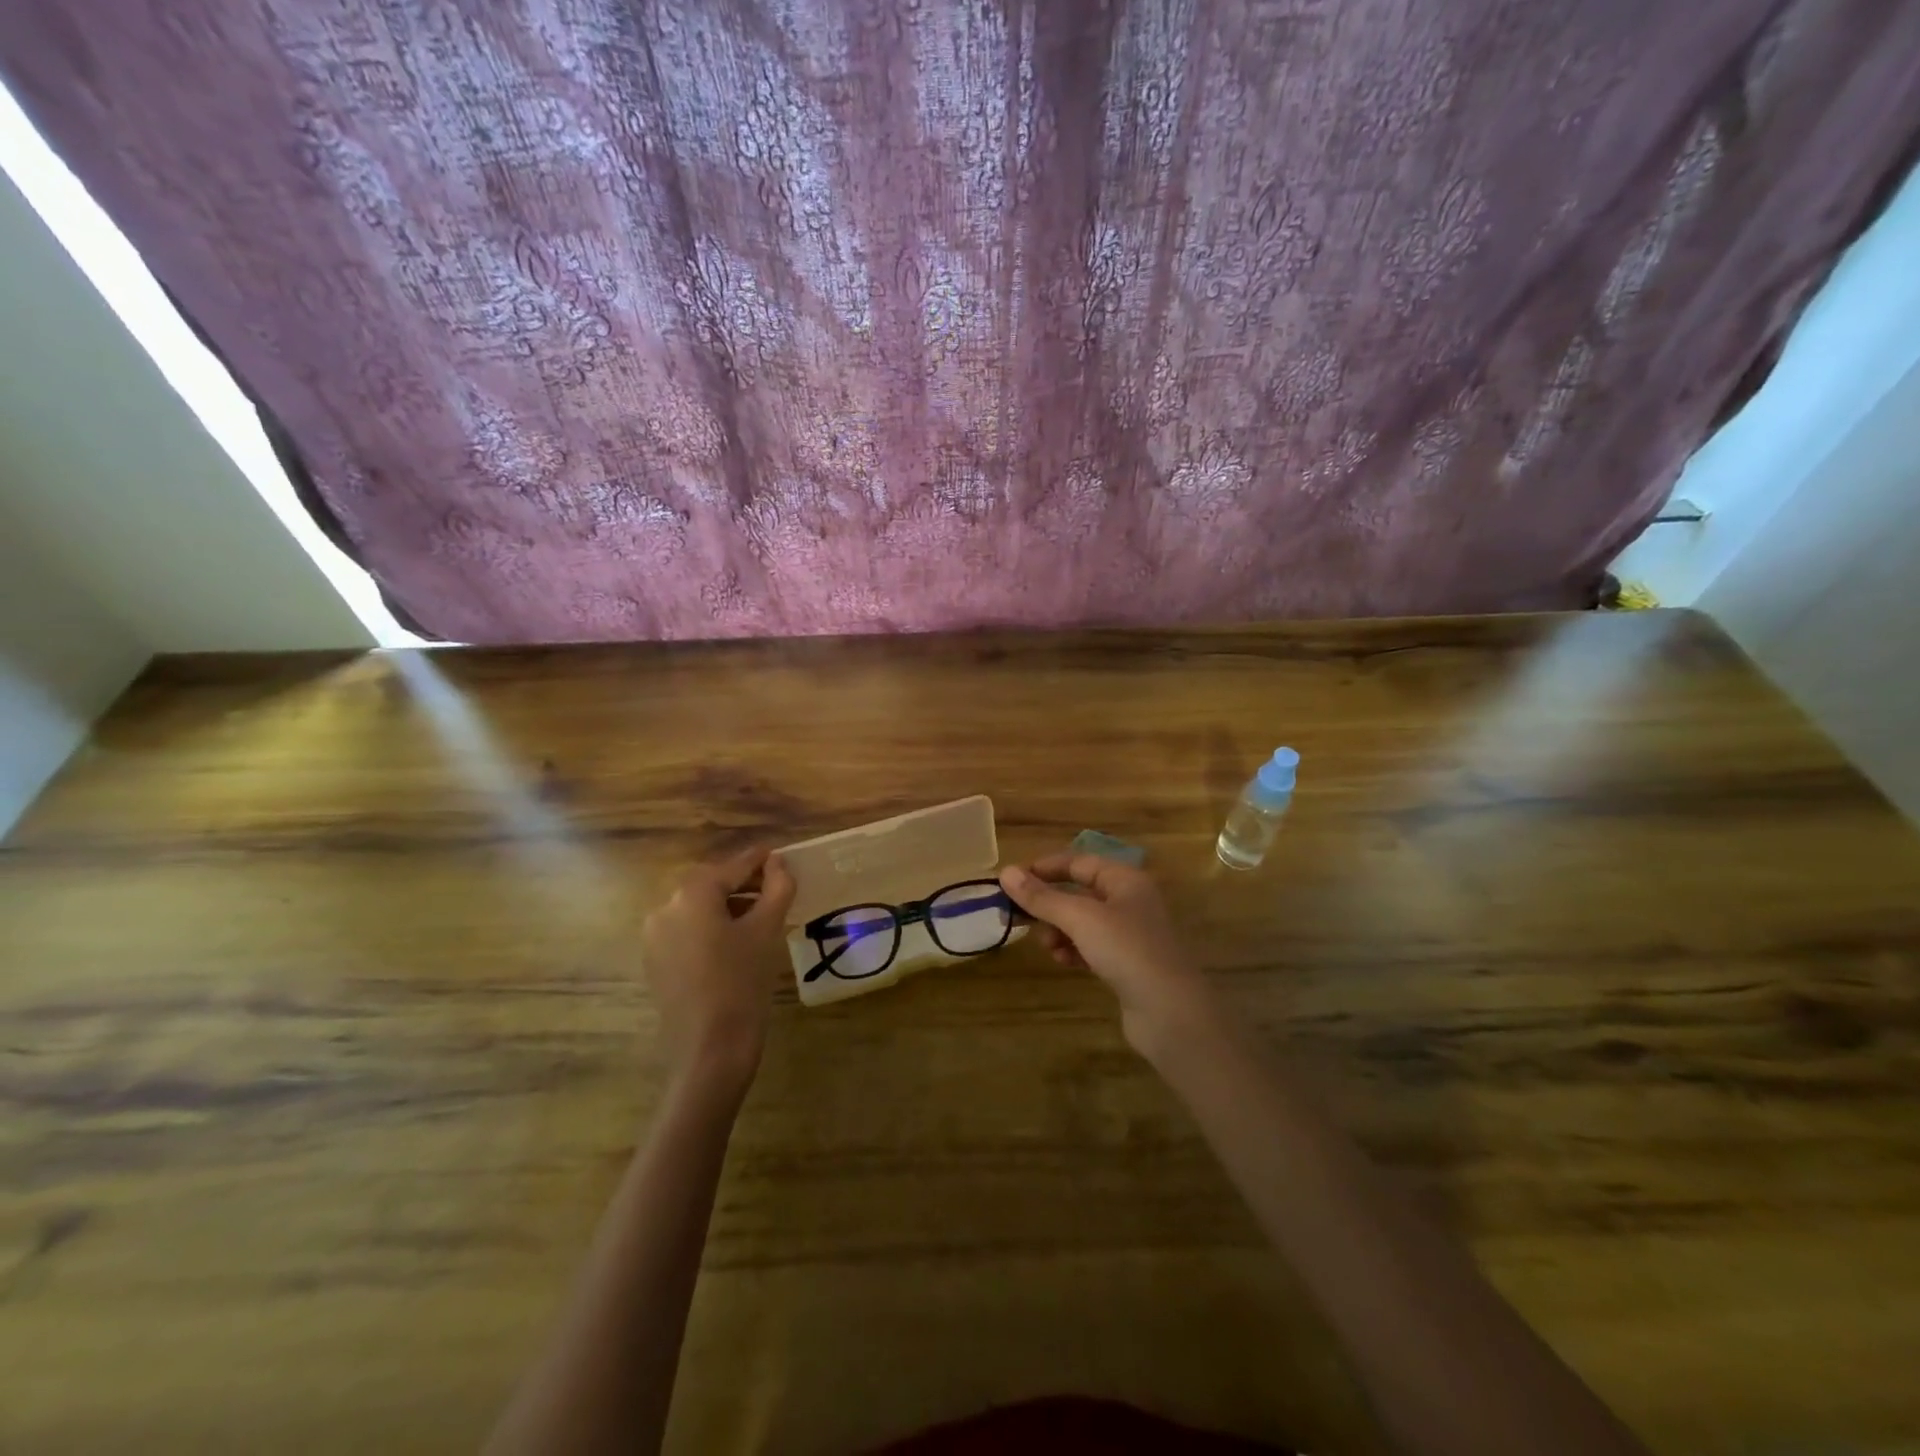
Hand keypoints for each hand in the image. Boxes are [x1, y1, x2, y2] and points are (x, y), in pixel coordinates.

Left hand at [641, 846, 795, 1097]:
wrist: (710, 1049)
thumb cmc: (743, 982)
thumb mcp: (767, 930)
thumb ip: (777, 888)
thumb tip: (779, 863)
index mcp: (692, 894)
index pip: (733, 867)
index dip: (759, 860)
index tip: (780, 855)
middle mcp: (666, 908)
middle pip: (711, 885)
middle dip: (743, 883)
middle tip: (776, 887)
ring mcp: (655, 937)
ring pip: (698, 909)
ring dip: (728, 905)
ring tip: (761, 915)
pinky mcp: (655, 961)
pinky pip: (687, 931)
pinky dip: (711, 927)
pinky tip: (736, 941)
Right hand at [999, 855, 1220, 1058]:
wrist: (1170, 1012)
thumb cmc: (1127, 951)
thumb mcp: (1080, 918)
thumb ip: (1042, 897)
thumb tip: (1006, 872)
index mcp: (1125, 880)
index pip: (1079, 862)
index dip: (1045, 868)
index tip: (1013, 881)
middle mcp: (1131, 901)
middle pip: (1080, 892)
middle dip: (1050, 905)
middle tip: (1024, 919)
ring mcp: (1131, 934)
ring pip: (1084, 922)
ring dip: (1060, 930)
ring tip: (1048, 947)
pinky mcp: (1129, 964)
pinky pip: (1092, 947)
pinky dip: (1074, 950)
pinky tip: (1064, 962)